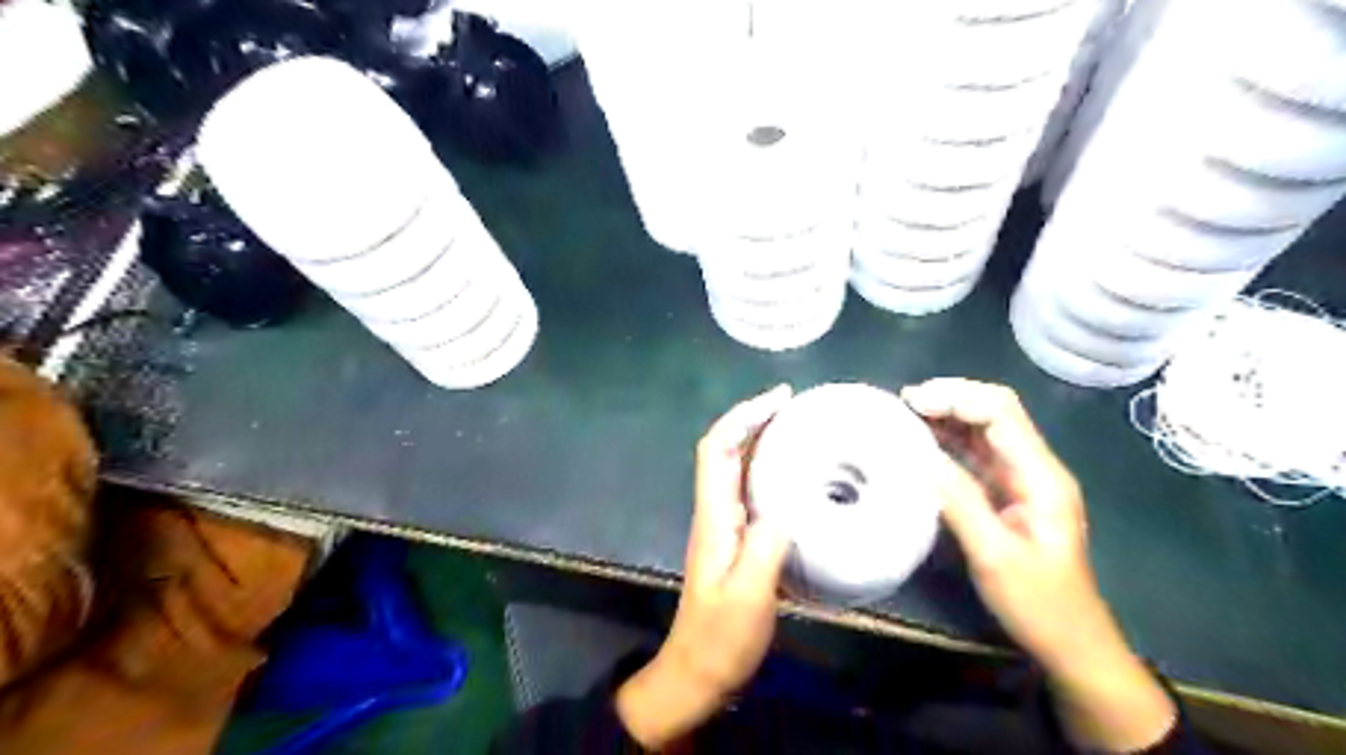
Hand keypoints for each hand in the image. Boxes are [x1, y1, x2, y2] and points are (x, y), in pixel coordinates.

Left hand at [615, 385, 791, 751]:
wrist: (698, 671)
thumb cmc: (721, 636)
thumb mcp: (749, 595)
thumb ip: (767, 547)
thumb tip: (790, 504)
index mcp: (714, 515)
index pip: (717, 449)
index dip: (742, 417)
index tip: (778, 400)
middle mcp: (716, 511)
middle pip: (727, 451)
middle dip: (755, 420)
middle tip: (796, 406)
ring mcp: (726, 526)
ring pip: (739, 468)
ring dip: (763, 442)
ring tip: (801, 430)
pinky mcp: (738, 541)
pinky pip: (754, 492)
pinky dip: (773, 472)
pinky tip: (800, 478)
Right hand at [903, 380, 1180, 751]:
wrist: (1070, 643)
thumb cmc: (1038, 603)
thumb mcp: (994, 555)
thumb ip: (960, 501)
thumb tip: (919, 456)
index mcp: (1041, 476)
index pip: (1001, 412)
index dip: (956, 398)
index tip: (913, 404)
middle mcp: (1033, 467)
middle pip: (993, 411)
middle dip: (949, 399)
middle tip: (903, 404)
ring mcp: (1020, 479)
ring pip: (982, 430)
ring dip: (945, 417)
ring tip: (903, 416)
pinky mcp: (1006, 493)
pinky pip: (974, 454)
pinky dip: (946, 441)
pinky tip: (919, 443)